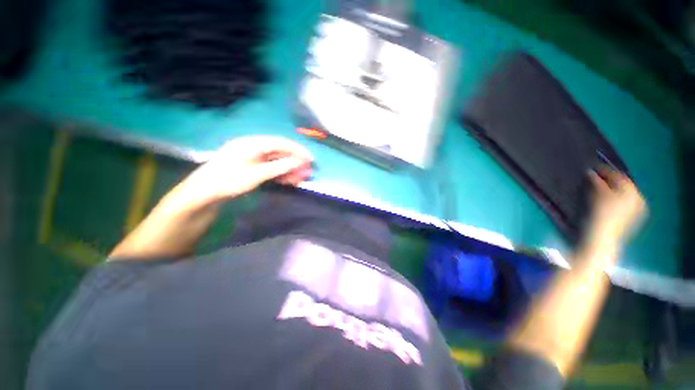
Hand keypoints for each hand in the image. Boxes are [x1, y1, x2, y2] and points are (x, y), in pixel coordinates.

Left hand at [171, 136, 313, 209]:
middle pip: (280, 152)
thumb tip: (299, 162)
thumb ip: (279, 167)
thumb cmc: (229, 181)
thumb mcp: (256, 174)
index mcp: (252, 143)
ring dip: (289, 169)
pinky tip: (288, 180)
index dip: (297, 150)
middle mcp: (253, 147)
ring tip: (301, 179)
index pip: (281, 143)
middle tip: (308, 172)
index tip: (310, 159)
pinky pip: (270, 168)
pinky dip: (280, 174)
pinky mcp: (251, 167)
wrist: (204, 194)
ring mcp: (252, 158)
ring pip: (276, 161)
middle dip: (295, 162)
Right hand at [587, 167, 646, 244]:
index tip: (594, 167)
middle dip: (610, 180)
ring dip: (611, 188)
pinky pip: (623, 201)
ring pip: (623, 193)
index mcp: (632, 191)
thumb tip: (590, 172)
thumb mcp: (597, 195)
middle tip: (596, 176)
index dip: (606, 171)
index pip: (619, 176)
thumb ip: (596, 181)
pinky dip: (614, 197)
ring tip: (599, 186)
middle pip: (623, 185)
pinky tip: (605, 198)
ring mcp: (636, 209)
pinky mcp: (630, 217)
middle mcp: (638, 198)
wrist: (603, 237)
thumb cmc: (601, 214)